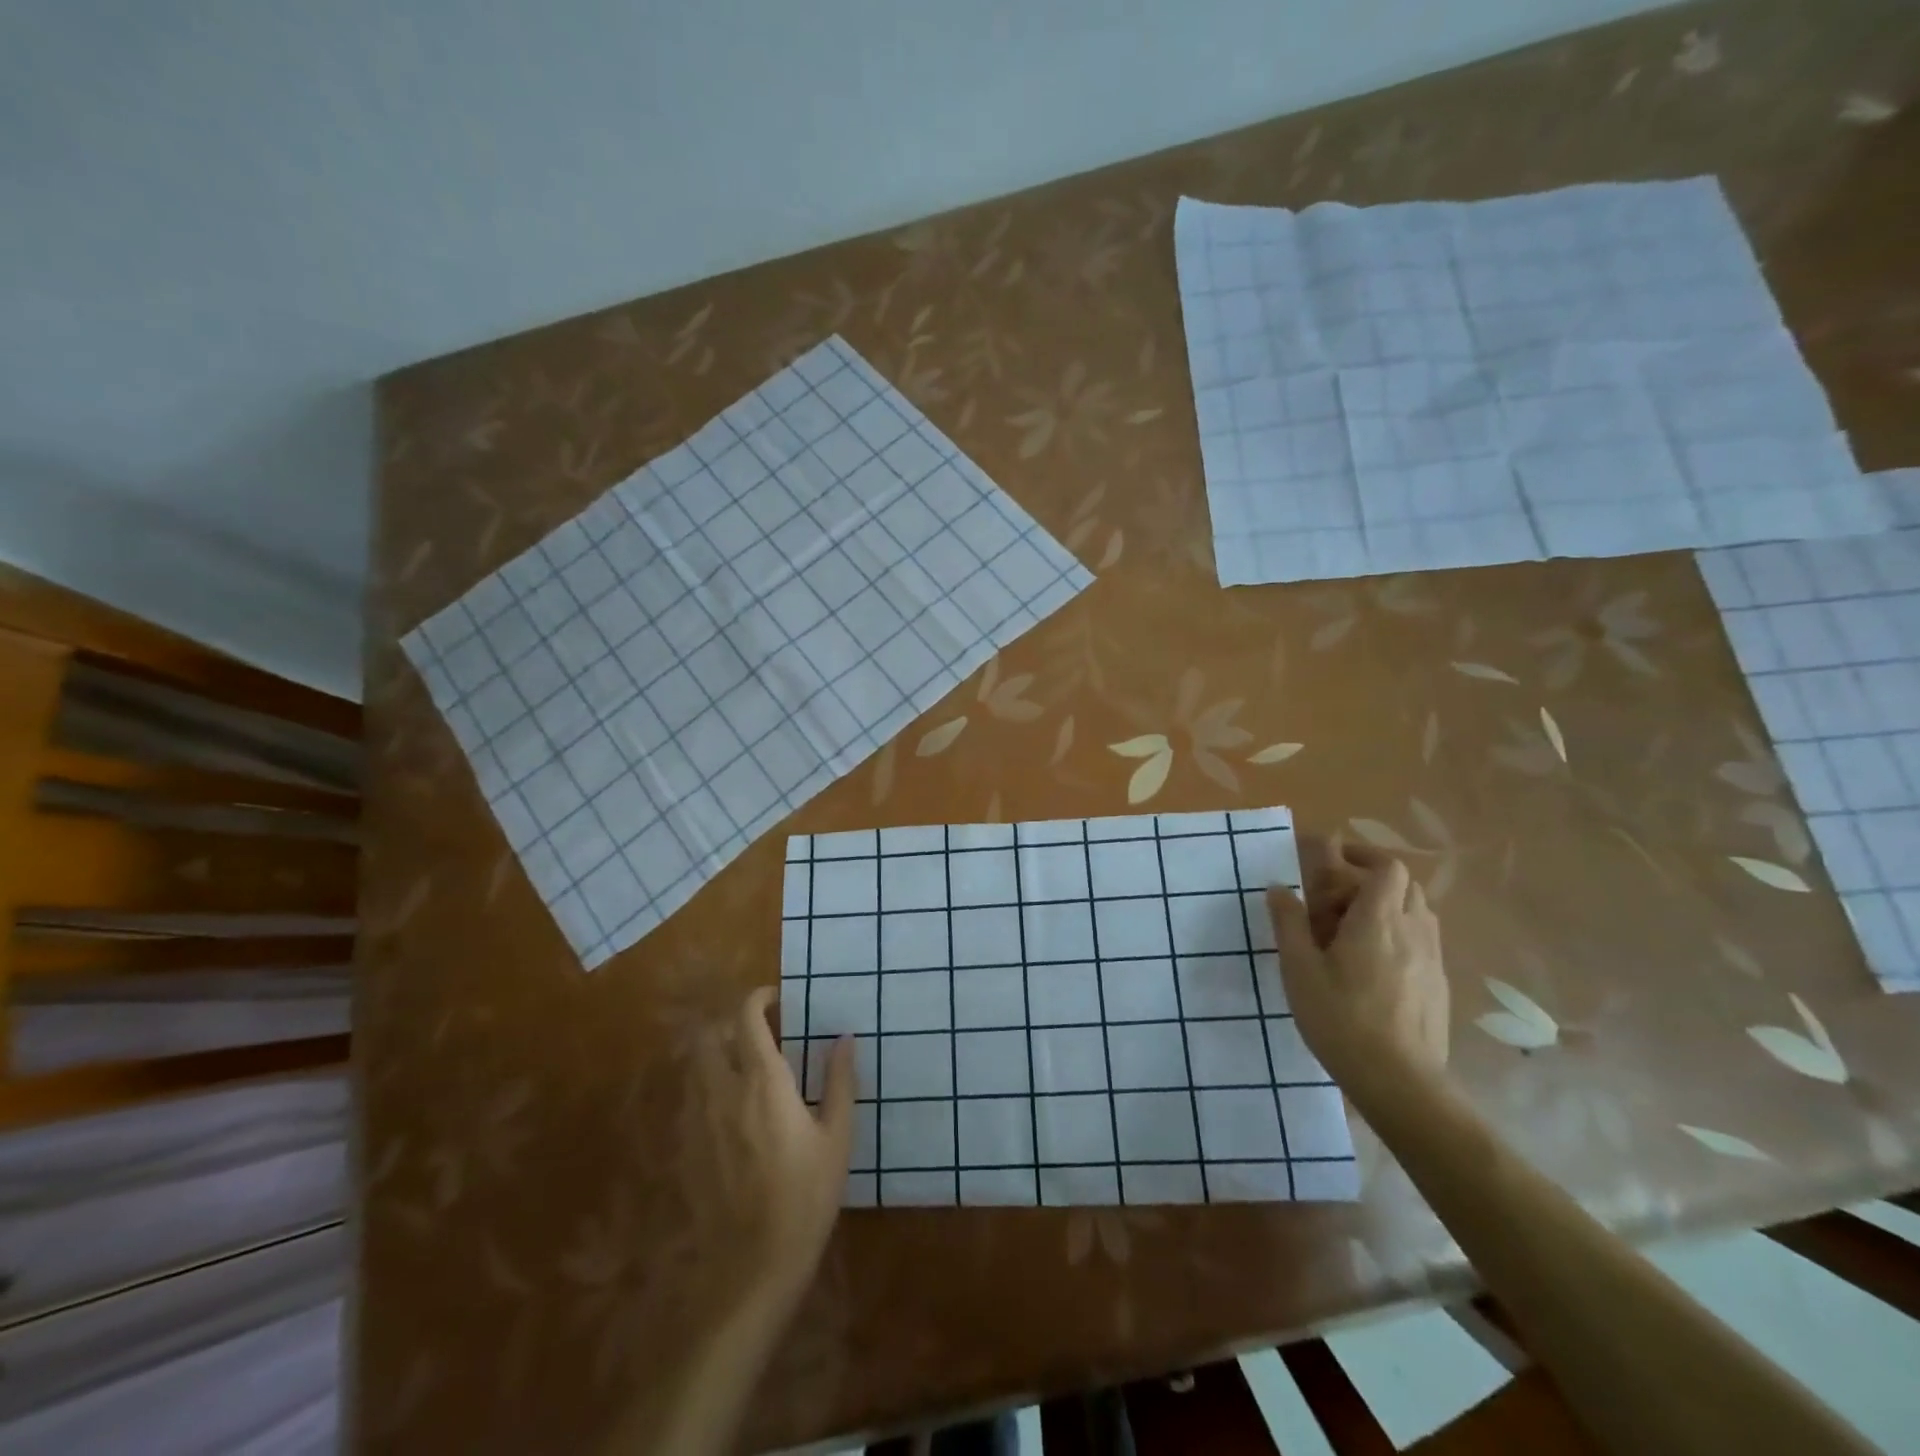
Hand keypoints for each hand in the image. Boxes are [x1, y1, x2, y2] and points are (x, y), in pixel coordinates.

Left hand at [724, 987, 855, 1310]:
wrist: (755, 1265)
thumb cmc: (806, 1195)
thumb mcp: (837, 1137)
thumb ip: (839, 1081)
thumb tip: (844, 1038)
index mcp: (764, 1082)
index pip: (747, 1019)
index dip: (757, 999)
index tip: (776, 998)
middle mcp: (725, 1091)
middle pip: (707, 1036)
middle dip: (728, 1023)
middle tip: (756, 1031)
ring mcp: (700, 1121)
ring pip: (695, 1067)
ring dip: (715, 1054)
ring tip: (743, 1065)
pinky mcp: (688, 1149)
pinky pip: (692, 1100)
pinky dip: (708, 1088)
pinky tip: (730, 1109)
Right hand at [1267, 842, 1447, 1085]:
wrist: (1400, 1082)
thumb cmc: (1341, 1019)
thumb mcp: (1299, 969)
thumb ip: (1288, 923)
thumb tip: (1279, 888)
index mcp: (1378, 920)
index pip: (1387, 868)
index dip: (1363, 857)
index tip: (1334, 861)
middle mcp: (1413, 931)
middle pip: (1404, 886)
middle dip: (1370, 882)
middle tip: (1335, 902)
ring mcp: (1432, 959)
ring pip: (1417, 913)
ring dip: (1387, 908)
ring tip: (1351, 932)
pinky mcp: (1439, 985)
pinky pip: (1422, 941)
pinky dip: (1399, 936)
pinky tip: (1372, 966)